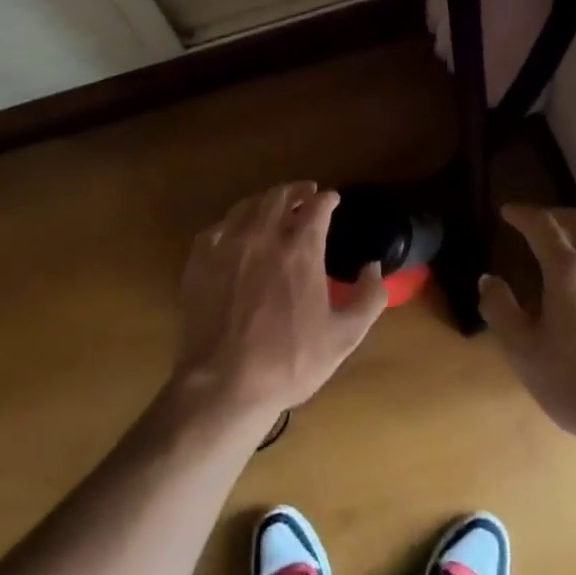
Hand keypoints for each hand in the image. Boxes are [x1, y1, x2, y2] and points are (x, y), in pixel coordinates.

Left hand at [172, 183, 386, 418]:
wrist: (224, 384)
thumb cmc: (289, 362)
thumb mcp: (344, 337)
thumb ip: (369, 297)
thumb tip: (375, 267)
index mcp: (300, 250)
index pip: (316, 207)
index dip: (327, 199)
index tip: (332, 199)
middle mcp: (263, 236)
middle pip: (279, 196)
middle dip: (296, 190)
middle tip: (305, 192)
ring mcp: (227, 246)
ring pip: (247, 206)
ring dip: (265, 200)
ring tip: (273, 205)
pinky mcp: (200, 261)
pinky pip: (218, 227)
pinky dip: (233, 222)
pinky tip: (236, 230)